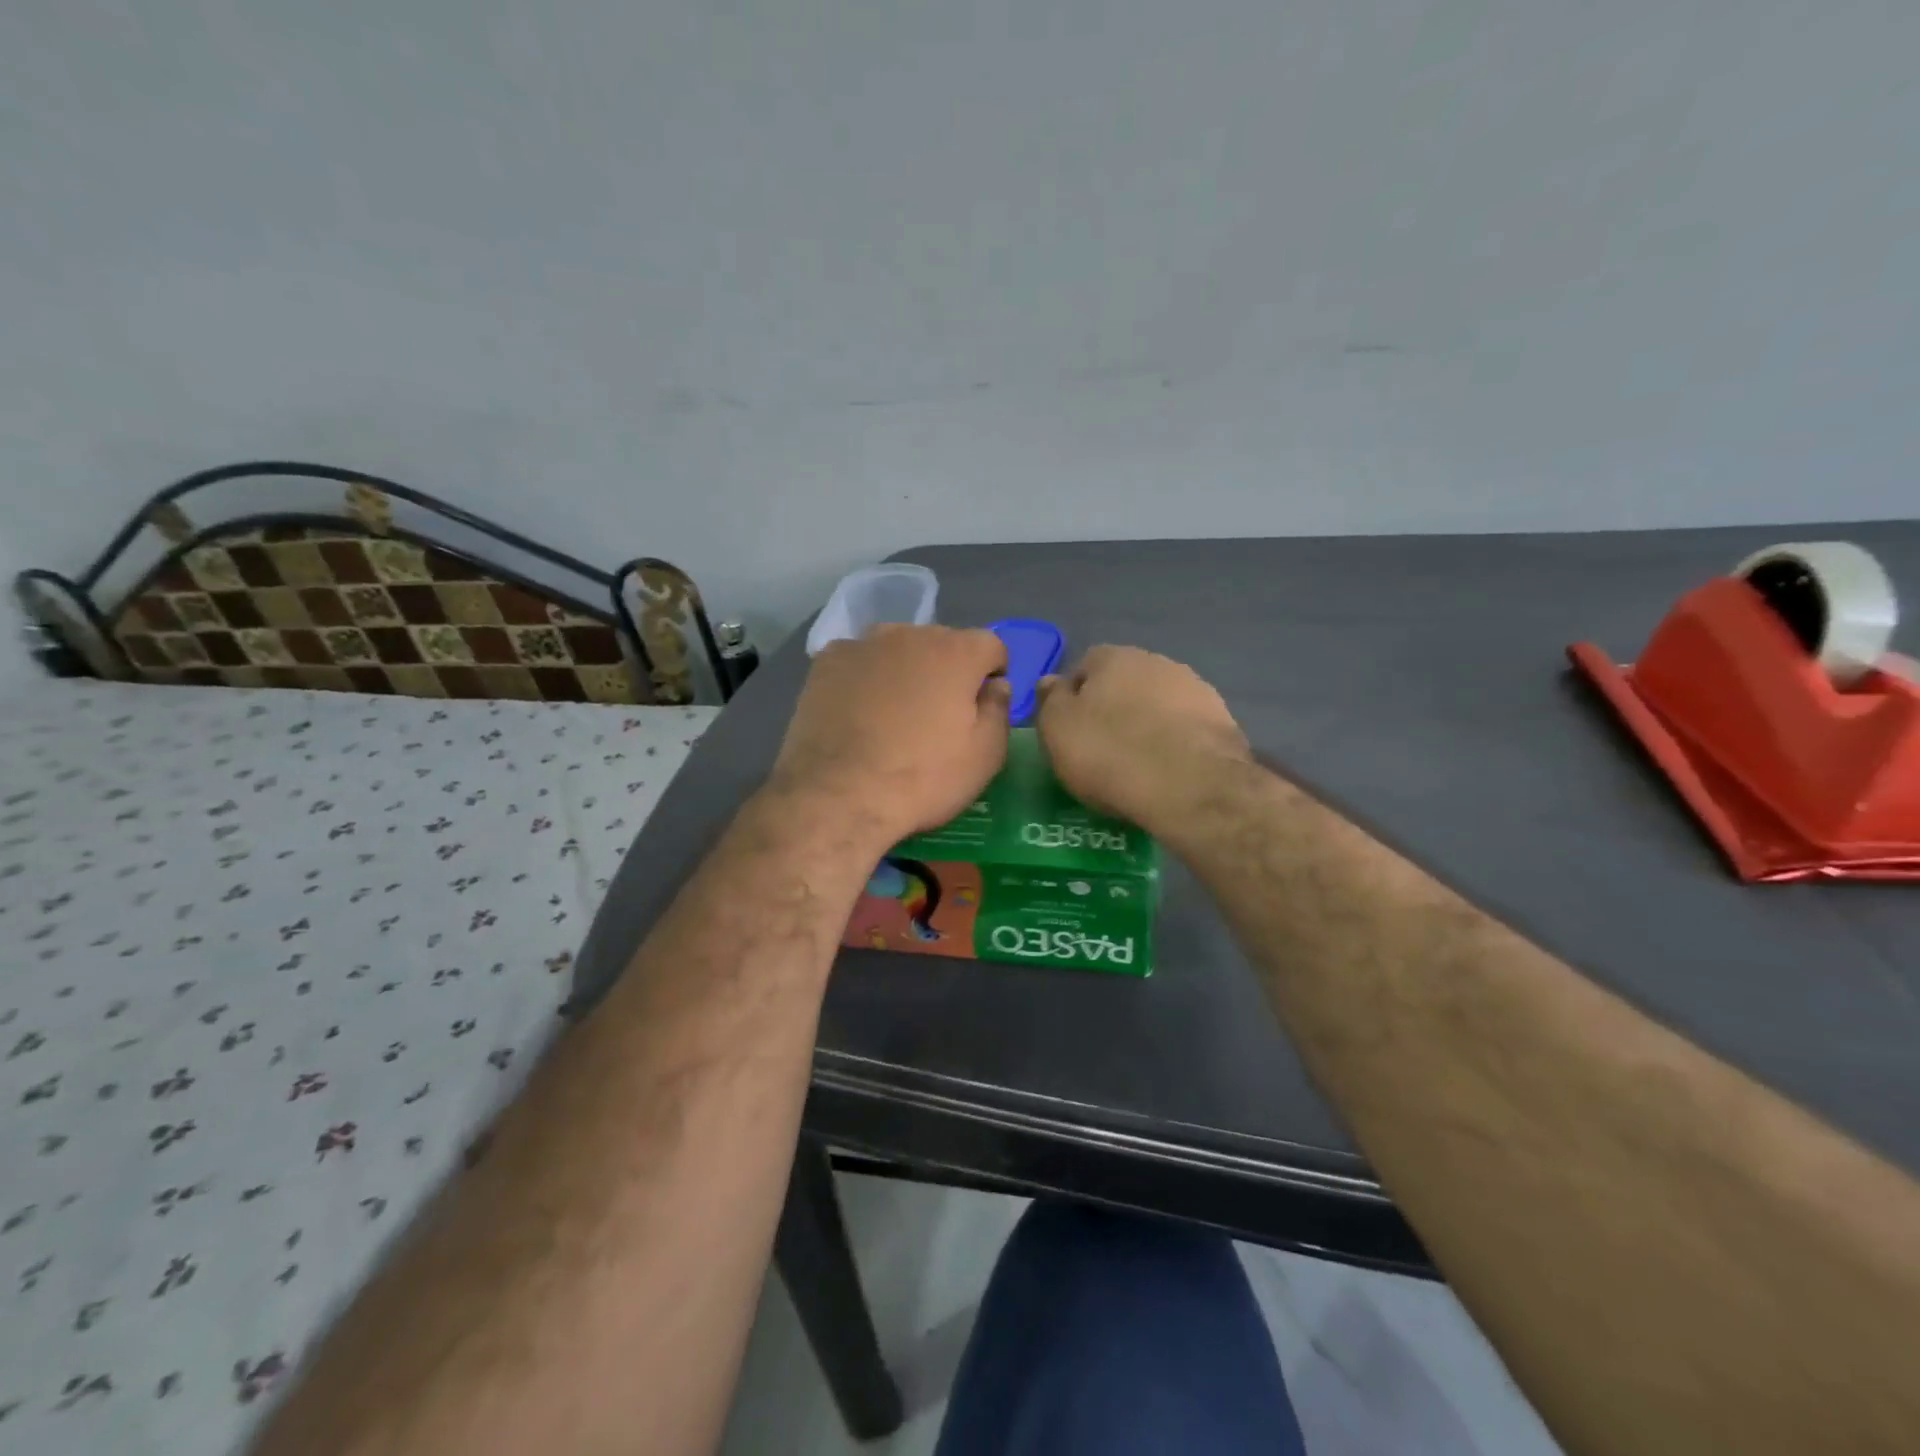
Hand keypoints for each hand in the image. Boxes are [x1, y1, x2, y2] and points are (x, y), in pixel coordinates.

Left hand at [767, 624, 1010, 851]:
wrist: (839, 795)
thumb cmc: (923, 778)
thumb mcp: (985, 756)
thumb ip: (999, 709)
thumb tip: (995, 684)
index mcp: (957, 651)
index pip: (990, 646)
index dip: (992, 674)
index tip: (982, 706)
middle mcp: (910, 633)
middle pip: (942, 644)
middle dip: (946, 671)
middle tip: (936, 715)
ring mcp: (863, 644)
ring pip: (897, 650)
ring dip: (904, 671)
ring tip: (892, 715)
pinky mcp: (826, 661)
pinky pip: (859, 661)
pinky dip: (864, 678)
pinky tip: (857, 712)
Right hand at [1036, 645, 1251, 836]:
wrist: (1191, 786)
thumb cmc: (1110, 753)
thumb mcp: (1058, 729)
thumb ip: (1051, 700)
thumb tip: (1051, 681)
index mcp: (1114, 657)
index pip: (1084, 667)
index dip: (1073, 698)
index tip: (1069, 731)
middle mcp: (1157, 662)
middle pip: (1124, 683)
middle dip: (1113, 709)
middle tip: (1101, 749)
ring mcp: (1196, 690)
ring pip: (1158, 705)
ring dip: (1147, 725)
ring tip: (1137, 765)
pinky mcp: (1223, 722)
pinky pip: (1185, 730)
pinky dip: (1175, 745)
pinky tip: (1168, 772)